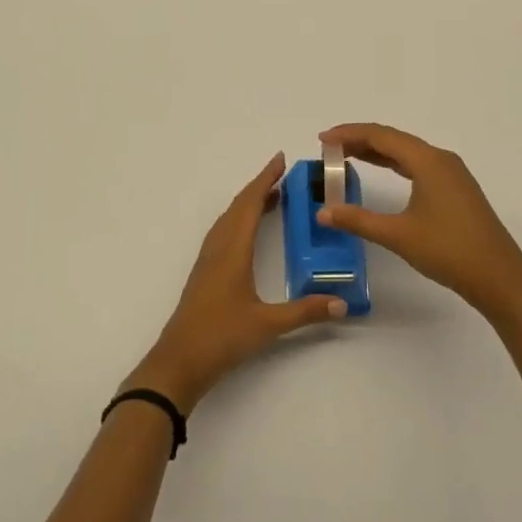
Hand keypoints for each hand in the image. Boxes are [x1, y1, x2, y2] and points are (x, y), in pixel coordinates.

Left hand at [125, 153, 345, 411]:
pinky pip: (224, 232)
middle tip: (284, 175)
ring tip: (273, 197)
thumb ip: (305, 311)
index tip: (280, 160)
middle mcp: (218, 247)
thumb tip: (342, 303)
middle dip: (260, 186)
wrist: (179, 362)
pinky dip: (239, 220)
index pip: (250, 203)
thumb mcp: (268, 325)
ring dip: (249, 203)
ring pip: (229, 219)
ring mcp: (208, 259)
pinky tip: (249, 231)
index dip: (265, 179)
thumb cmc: (221, 337)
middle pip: (238, 206)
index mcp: (232, 249)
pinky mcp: (205, 272)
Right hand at [317, 123, 521, 321]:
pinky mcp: (456, 189)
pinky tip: (382, 173)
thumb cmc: (449, 251)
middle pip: (393, 139)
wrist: (501, 278)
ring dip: (377, 152)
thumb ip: (358, 220)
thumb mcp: (398, 235)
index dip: (349, 134)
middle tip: (329, 149)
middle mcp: (440, 159)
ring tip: (347, 157)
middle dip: (359, 140)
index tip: (322, 140)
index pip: (380, 136)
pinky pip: (418, 165)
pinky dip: (394, 164)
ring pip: (407, 152)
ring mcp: (452, 173)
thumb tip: (323, 212)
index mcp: (427, 161)